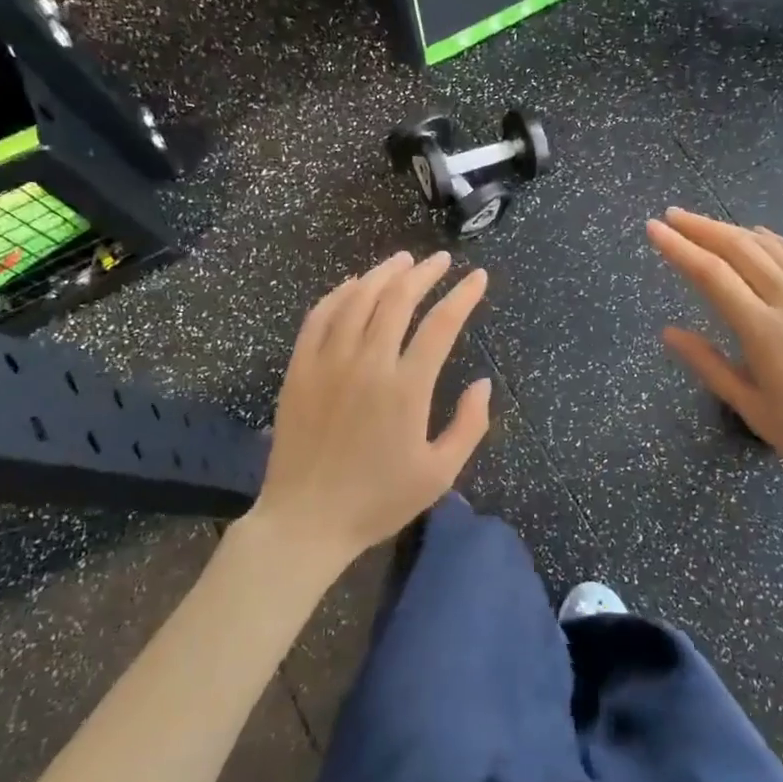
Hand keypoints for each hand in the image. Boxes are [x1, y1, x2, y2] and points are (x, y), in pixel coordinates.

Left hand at [248, 252, 491, 577]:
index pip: (441, 324)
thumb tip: (482, 383)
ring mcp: (328, 363)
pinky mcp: (299, 369)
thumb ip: (469, 426)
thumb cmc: (378, 501)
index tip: (477, 277)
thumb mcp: (439, 474)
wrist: (306, 522)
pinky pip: (319, 317)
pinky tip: (352, 285)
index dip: (463, 295)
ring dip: (383, 274)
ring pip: (357, 299)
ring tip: (402, 261)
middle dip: (424, 273)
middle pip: (398, 300)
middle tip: (440, 260)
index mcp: (406, 389)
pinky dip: (339, 293)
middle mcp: (368, 364)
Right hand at [647, 209, 782, 506]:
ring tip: (706, 224)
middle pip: (739, 249)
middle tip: (671, 215)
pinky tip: (765, 236)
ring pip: (771, 247)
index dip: (679, 248)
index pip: (711, 274)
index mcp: (762, 329)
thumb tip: (669, 332)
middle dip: (700, 228)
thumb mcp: (753, 408)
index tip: (653, 229)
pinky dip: (780, 240)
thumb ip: (709, 365)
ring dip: (734, 230)